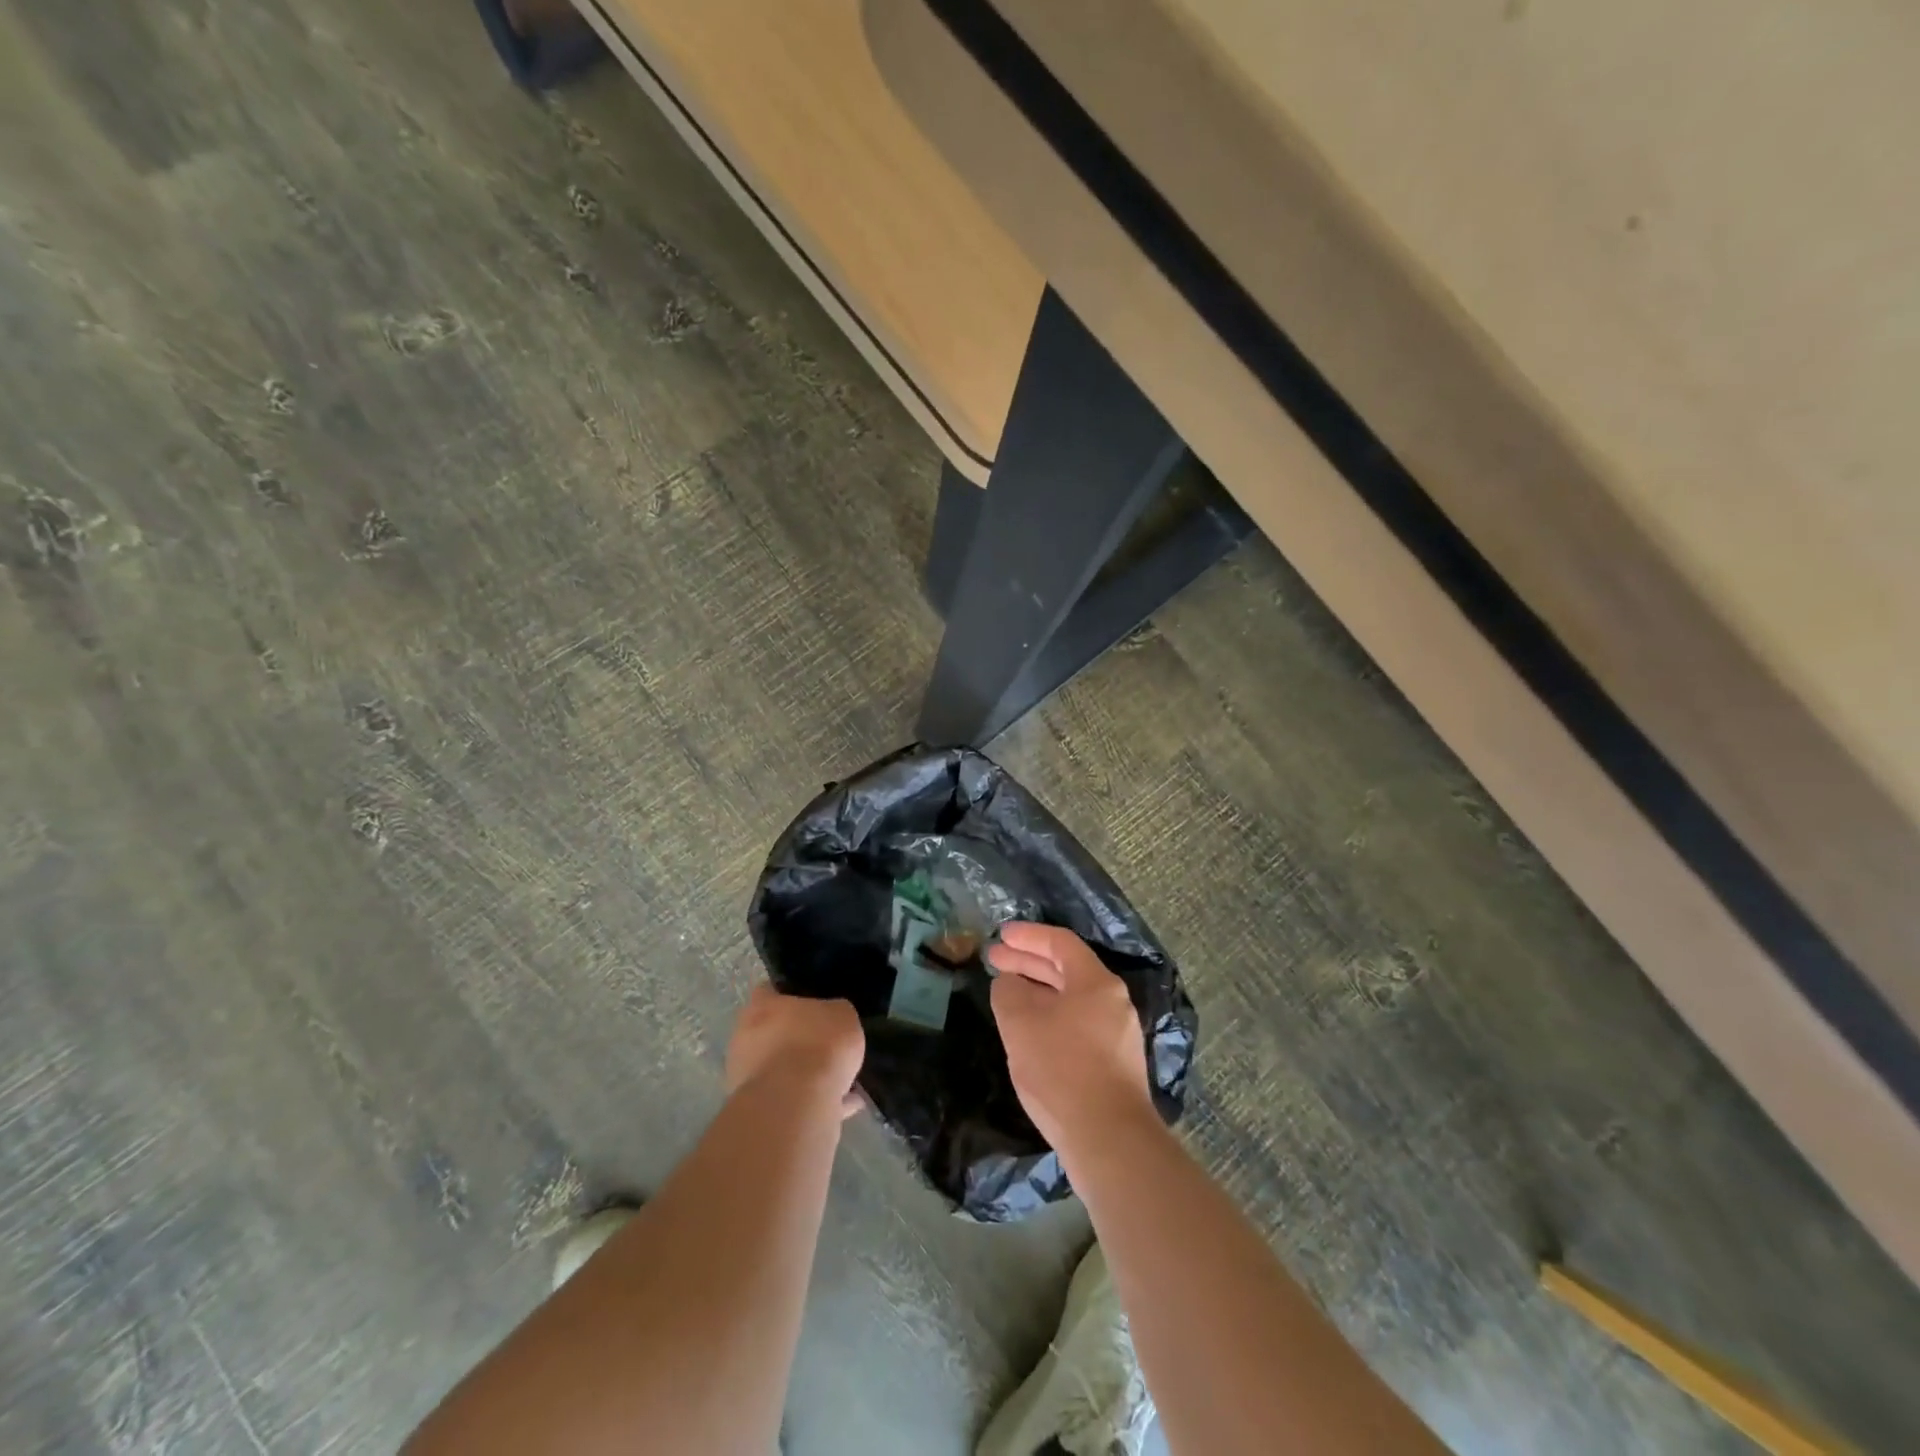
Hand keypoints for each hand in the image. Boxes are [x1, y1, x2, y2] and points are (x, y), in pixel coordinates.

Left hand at [726, 984, 865, 1118]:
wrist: (797, 1104)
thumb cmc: (818, 1044)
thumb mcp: (843, 1015)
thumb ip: (834, 1014)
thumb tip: (833, 1020)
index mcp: (761, 1006)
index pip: (769, 991)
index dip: (790, 996)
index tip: (812, 1003)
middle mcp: (745, 1037)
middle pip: (772, 1032)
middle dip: (797, 1039)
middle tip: (826, 1044)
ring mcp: (746, 1077)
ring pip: (780, 1069)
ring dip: (804, 1074)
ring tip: (841, 1080)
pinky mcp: (756, 1110)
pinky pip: (790, 1100)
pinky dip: (813, 1101)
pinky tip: (843, 1105)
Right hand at [988, 923, 1154, 1150]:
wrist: (1109, 1140)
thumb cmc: (1062, 1070)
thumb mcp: (1021, 1024)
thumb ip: (1009, 993)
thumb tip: (1009, 983)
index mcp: (1097, 983)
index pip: (1060, 943)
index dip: (1028, 935)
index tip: (1001, 935)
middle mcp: (1113, 1002)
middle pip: (1067, 970)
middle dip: (1028, 962)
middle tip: (994, 959)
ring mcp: (1117, 1034)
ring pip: (1071, 999)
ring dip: (1037, 991)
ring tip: (1007, 992)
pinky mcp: (1113, 1064)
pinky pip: (1077, 1024)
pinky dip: (1050, 1016)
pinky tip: (1029, 1032)